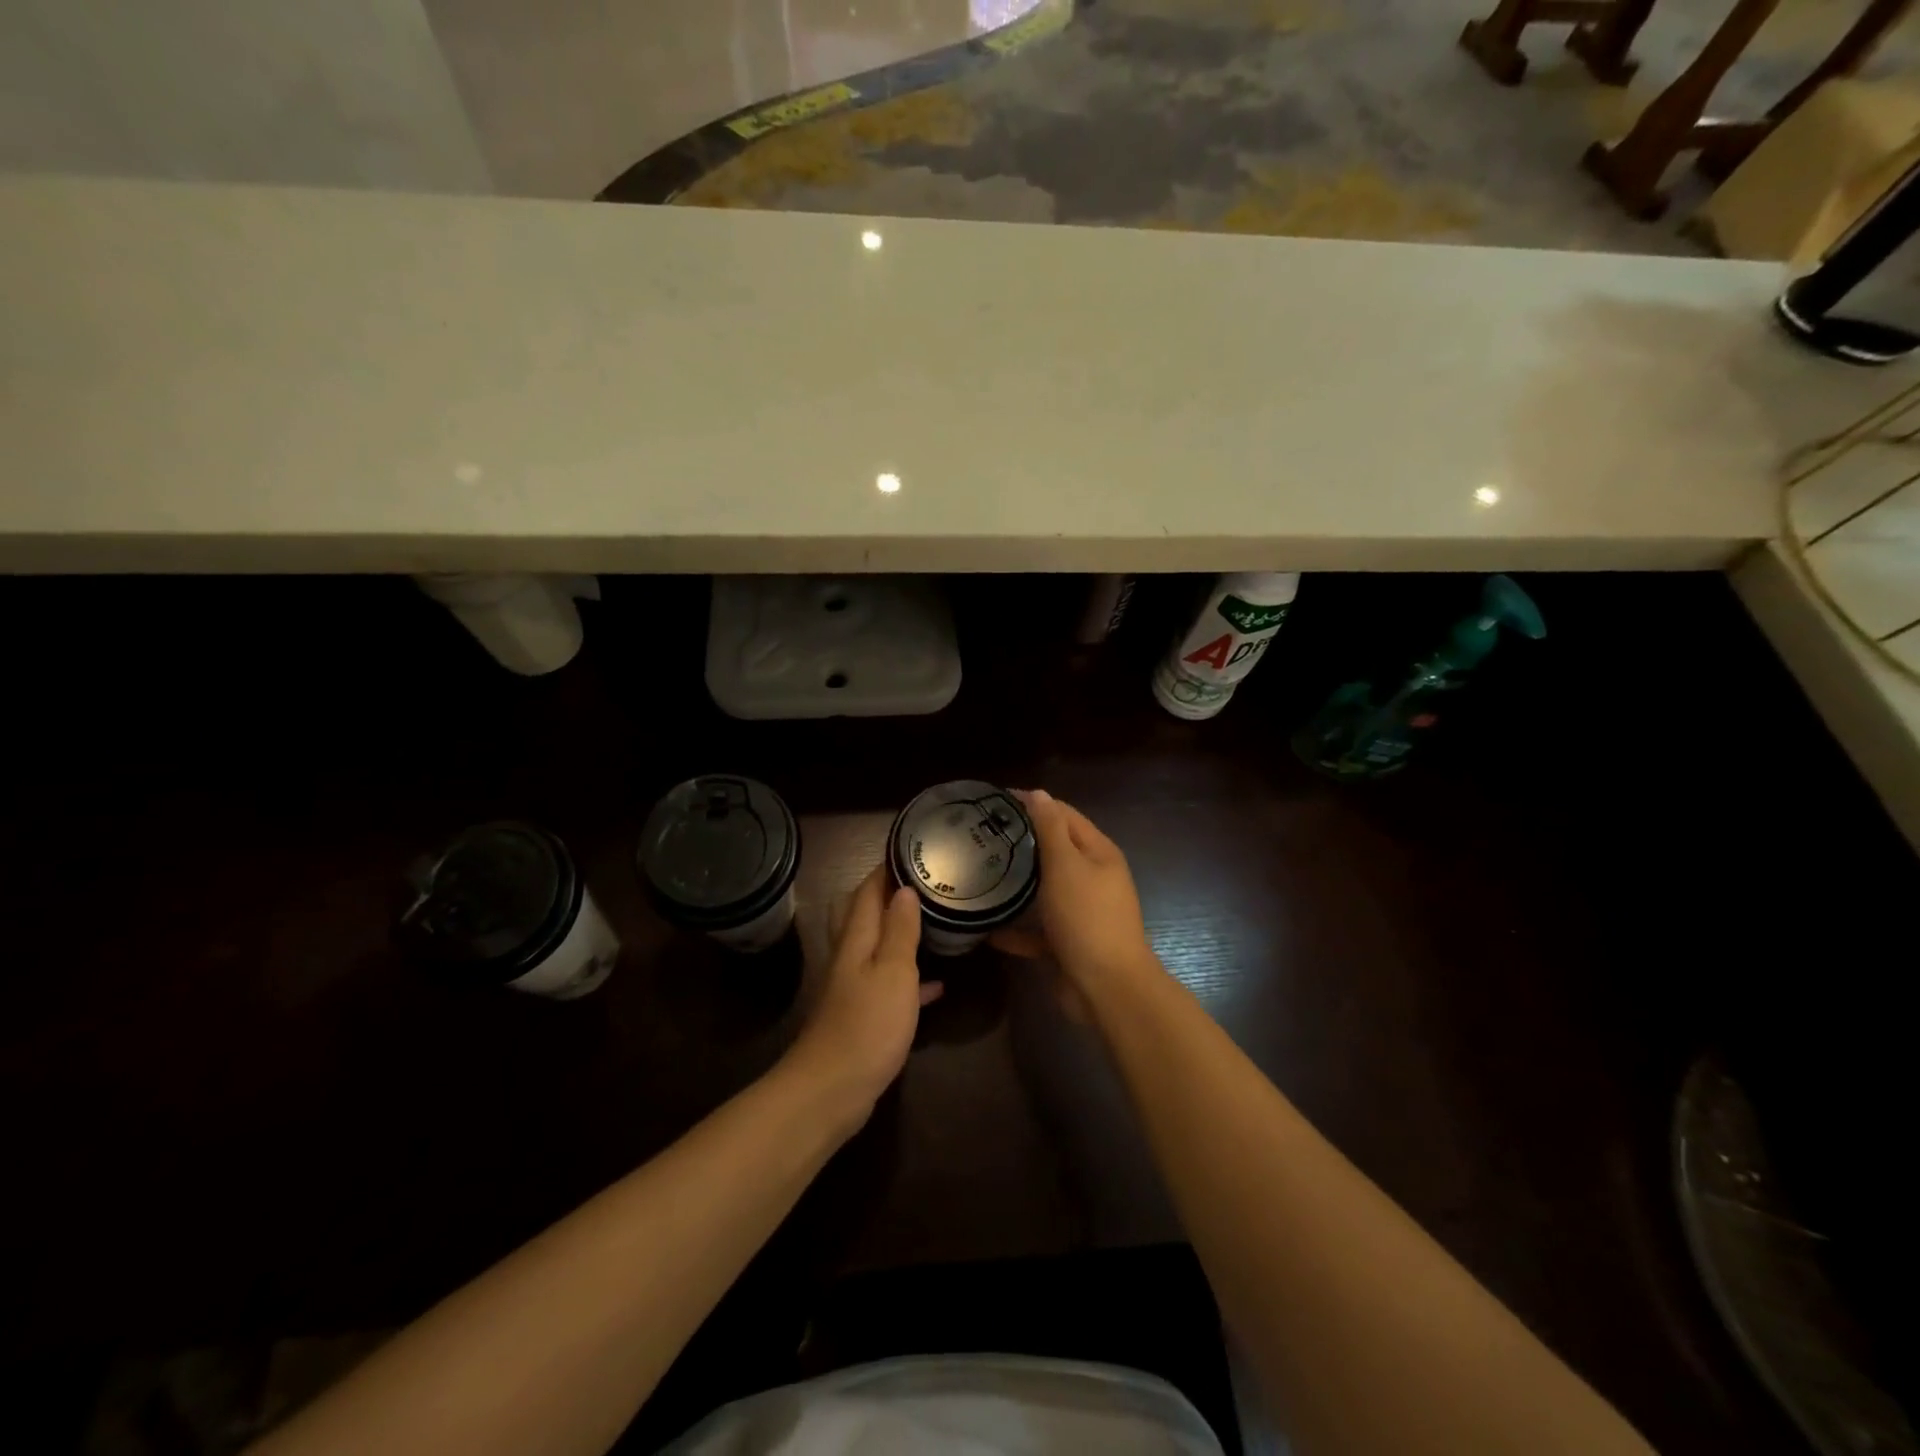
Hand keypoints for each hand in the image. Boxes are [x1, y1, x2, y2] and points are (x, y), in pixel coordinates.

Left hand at [786, 864, 940, 1125]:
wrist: (832, 1090)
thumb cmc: (866, 1024)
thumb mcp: (893, 972)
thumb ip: (899, 930)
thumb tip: (904, 889)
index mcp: (856, 940)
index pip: (867, 891)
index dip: (885, 868)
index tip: (911, 849)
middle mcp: (850, 957)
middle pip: (862, 914)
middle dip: (886, 895)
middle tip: (919, 883)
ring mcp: (854, 988)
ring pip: (876, 948)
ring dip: (898, 933)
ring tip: (931, 921)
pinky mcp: (863, 1016)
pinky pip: (889, 986)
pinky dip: (910, 980)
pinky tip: (936, 985)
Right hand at [991, 789, 1160, 1012]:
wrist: (1107, 988)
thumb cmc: (1087, 917)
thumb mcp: (1067, 865)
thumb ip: (1050, 828)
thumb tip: (1038, 793)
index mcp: (1098, 853)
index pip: (1063, 814)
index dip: (1032, 803)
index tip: (993, 801)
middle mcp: (1092, 878)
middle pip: (1053, 851)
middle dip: (1020, 842)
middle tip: (979, 837)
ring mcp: (1080, 912)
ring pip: (1043, 891)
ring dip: (1015, 885)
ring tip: (977, 875)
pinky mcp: (1066, 943)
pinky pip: (1036, 930)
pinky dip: (1015, 928)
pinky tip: (985, 928)